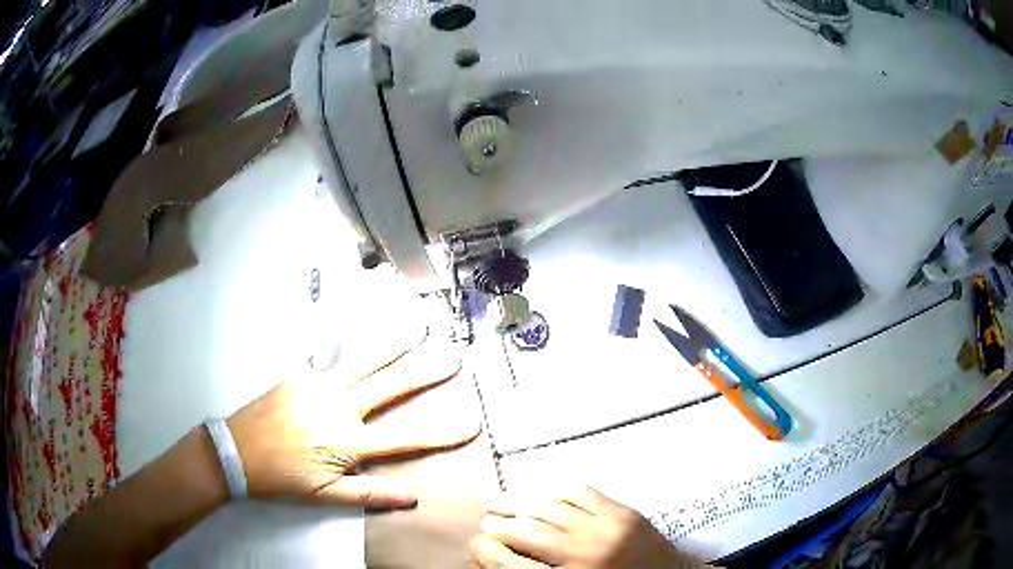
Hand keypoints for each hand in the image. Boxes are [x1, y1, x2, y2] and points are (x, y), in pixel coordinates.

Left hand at [226, 334, 480, 509]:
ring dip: (390, 347)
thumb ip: (369, 495)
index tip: (470, 423)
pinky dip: (349, 350)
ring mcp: (317, 386)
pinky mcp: (299, 376)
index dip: (441, 433)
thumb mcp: (325, 497)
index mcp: (347, 442)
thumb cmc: (282, 479)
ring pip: (361, 363)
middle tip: (451, 358)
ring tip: (414, 330)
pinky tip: (360, 337)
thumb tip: (412, 498)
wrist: (235, 452)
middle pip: (387, 388)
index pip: (405, 438)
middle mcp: (338, 408)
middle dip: (423, 373)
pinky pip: (329, 360)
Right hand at [471, 486, 706, 567]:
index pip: (515, 566)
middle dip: (499, 524)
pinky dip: (554, 489)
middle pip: (528, 532)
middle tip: (484, 520)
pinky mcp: (622, 511)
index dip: (488, 553)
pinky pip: (581, 492)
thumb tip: (500, 561)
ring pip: (549, 506)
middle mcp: (584, 553)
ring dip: (518, 501)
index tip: (477, 544)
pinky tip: (540, 489)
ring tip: (495, 498)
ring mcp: (605, 528)